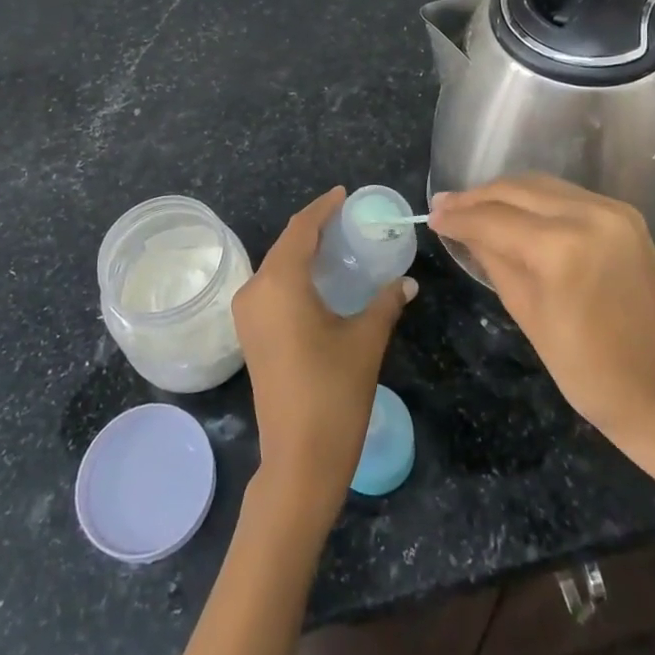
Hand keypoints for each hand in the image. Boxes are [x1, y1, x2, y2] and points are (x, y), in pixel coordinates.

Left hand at [231, 188, 416, 527]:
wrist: (298, 460)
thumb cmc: (333, 393)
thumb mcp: (366, 340)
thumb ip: (385, 302)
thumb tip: (406, 282)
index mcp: (280, 282)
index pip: (301, 229)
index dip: (322, 208)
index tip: (344, 194)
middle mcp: (255, 290)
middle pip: (286, 245)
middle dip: (314, 228)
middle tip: (348, 219)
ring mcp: (248, 315)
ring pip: (277, 267)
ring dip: (303, 252)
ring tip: (337, 244)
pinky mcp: (250, 335)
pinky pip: (272, 288)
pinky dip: (294, 275)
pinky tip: (319, 280)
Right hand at [428, 175, 654, 443]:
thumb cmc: (586, 369)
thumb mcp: (526, 313)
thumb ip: (491, 258)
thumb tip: (459, 227)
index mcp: (562, 249)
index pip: (494, 219)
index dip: (459, 216)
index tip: (432, 216)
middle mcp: (589, 215)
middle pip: (516, 190)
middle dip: (477, 197)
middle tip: (445, 205)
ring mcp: (612, 211)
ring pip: (540, 185)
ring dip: (504, 193)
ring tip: (473, 206)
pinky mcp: (625, 214)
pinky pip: (566, 195)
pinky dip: (534, 199)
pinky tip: (514, 211)